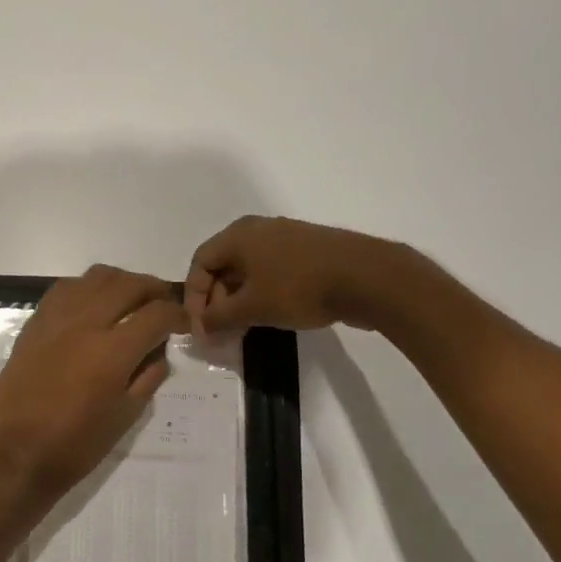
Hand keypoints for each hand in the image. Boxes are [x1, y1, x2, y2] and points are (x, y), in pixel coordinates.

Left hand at [0, 265, 186, 508]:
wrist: (16, 452)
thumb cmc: (76, 444)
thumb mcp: (126, 416)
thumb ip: (148, 376)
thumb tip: (158, 351)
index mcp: (113, 350)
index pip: (157, 314)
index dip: (178, 314)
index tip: (184, 323)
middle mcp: (86, 322)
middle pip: (129, 284)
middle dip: (154, 290)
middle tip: (164, 304)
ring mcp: (57, 318)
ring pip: (97, 277)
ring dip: (122, 283)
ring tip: (131, 300)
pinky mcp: (35, 322)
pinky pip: (67, 288)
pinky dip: (88, 288)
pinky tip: (93, 306)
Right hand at [185, 215, 384, 336]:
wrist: (367, 278)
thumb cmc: (299, 288)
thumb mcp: (252, 308)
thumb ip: (219, 317)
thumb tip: (200, 327)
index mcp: (239, 235)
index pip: (200, 263)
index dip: (194, 297)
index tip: (201, 327)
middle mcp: (258, 229)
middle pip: (223, 265)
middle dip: (216, 300)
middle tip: (221, 332)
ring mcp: (286, 238)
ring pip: (249, 270)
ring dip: (239, 300)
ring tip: (243, 329)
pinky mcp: (308, 252)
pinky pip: (272, 271)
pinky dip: (262, 293)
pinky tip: (271, 316)